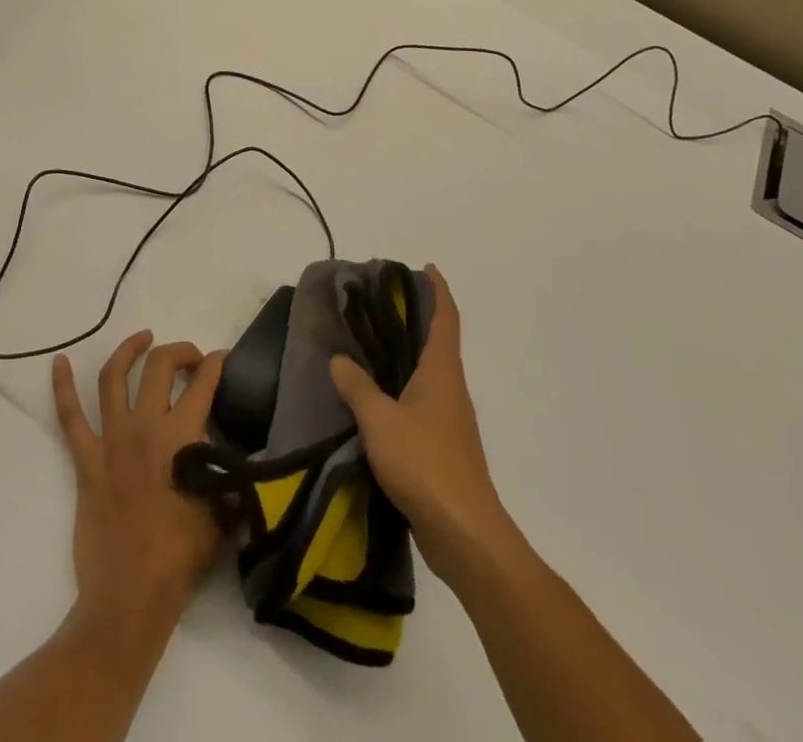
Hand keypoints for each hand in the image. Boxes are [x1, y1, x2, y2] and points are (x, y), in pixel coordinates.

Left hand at [53, 331, 228, 640]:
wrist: (130, 597)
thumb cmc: (181, 556)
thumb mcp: (222, 509)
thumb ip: (228, 474)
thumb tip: (236, 458)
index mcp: (183, 435)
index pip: (204, 382)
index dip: (217, 363)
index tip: (223, 359)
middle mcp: (146, 426)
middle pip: (160, 365)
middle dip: (179, 351)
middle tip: (191, 359)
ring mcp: (112, 440)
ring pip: (115, 377)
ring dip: (129, 350)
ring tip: (143, 338)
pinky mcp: (86, 461)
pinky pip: (70, 417)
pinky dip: (62, 387)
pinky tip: (59, 362)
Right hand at [329, 266, 515, 587]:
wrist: (464, 533)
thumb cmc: (425, 463)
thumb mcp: (380, 420)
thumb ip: (358, 387)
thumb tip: (339, 360)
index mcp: (442, 371)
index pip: (446, 318)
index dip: (439, 290)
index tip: (426, 269)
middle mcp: (450, 389)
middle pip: (438, 342)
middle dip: (417, 320)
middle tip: (381, 305)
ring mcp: (449, 421)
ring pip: (429, 375)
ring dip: (408, 357)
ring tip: (372, 347)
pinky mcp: (443, 449)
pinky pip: (421, 404)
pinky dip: (402, 390)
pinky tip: (377, 401)